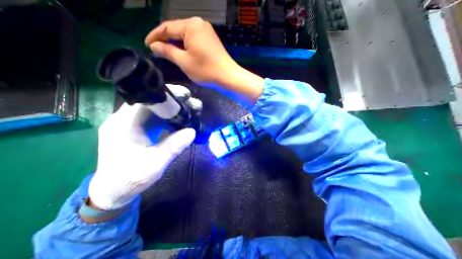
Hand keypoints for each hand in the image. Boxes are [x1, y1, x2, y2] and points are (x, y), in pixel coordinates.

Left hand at [89, 84, 199, 211]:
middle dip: (174, 100)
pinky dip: (170, 117)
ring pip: (156, 109)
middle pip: (152, 102)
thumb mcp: (155, 164)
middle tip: (193, 103)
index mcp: (123, 125)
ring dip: (174, 108)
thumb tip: (192, 131)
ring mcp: (132, 123)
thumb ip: (173, 147)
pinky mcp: (139, 128)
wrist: (114, 190)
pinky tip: (182, 119)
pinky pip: (157, 118)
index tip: (185, 95)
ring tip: (192, 109)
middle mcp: (125, 119)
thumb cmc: (130, 178)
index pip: (145, 101)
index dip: (166, 95)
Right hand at [143, 17, 262, 103]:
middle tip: (157, 50)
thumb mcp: (184, 61)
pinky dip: (186, 46)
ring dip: (176, 44)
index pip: (167, 28)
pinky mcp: (211, 40)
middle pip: (177, 30)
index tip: (147, 45)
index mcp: (190, 25)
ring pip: (186, 36)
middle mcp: (199, 24)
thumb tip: (154, 46)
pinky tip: (182, 52)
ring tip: (168, 53)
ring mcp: (207, 32)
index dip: (155, 36)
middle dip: (166, 40)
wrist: (228, 77)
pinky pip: (194, 40)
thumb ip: (167, 51)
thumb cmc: (206, 70)